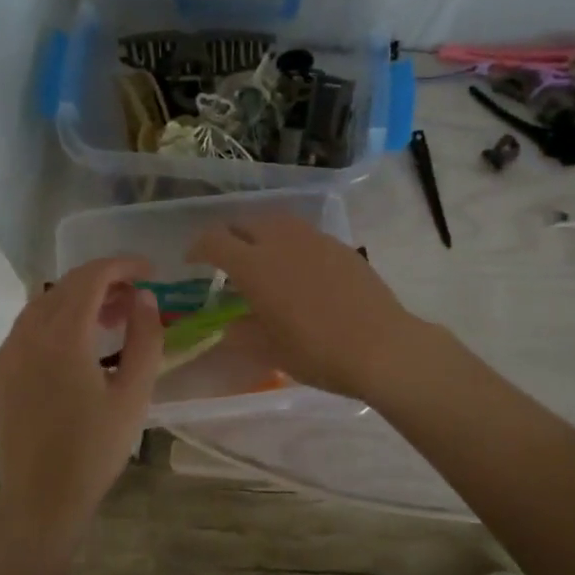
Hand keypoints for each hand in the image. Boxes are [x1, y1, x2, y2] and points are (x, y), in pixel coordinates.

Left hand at [0, 257, 161, 552]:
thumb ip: (145, 338)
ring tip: (110, 322)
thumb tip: (144, 299)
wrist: (40, 499)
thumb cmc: (95, 449)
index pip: (91, 277)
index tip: (149, 271)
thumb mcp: (135, 394)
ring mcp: (5, 354)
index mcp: (62, 336)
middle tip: (136, 299)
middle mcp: (26, 335)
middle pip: (65, 287)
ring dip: (78, 303)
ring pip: (42, 307)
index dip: (122, 266)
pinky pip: (26, 332)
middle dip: (103, 283)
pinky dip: (55, 325)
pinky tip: (76, 351)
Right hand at [188, 216, 419, 400]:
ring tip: (262, 259)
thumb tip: (231, 326)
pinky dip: (291, 244)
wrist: (381, 347)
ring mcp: (314, 240)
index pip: (214, 241)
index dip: (198, 248)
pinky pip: (305, 235)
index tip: (193, 261)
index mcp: (254, 265)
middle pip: (245, 223)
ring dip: (261, 234)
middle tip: (226, 260)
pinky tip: (299, 270)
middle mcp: (281, 242)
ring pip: (277, 222)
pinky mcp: (340, 246)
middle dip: (229, 236)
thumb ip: (243, 334)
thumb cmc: (317, 352)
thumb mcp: (270, 350)